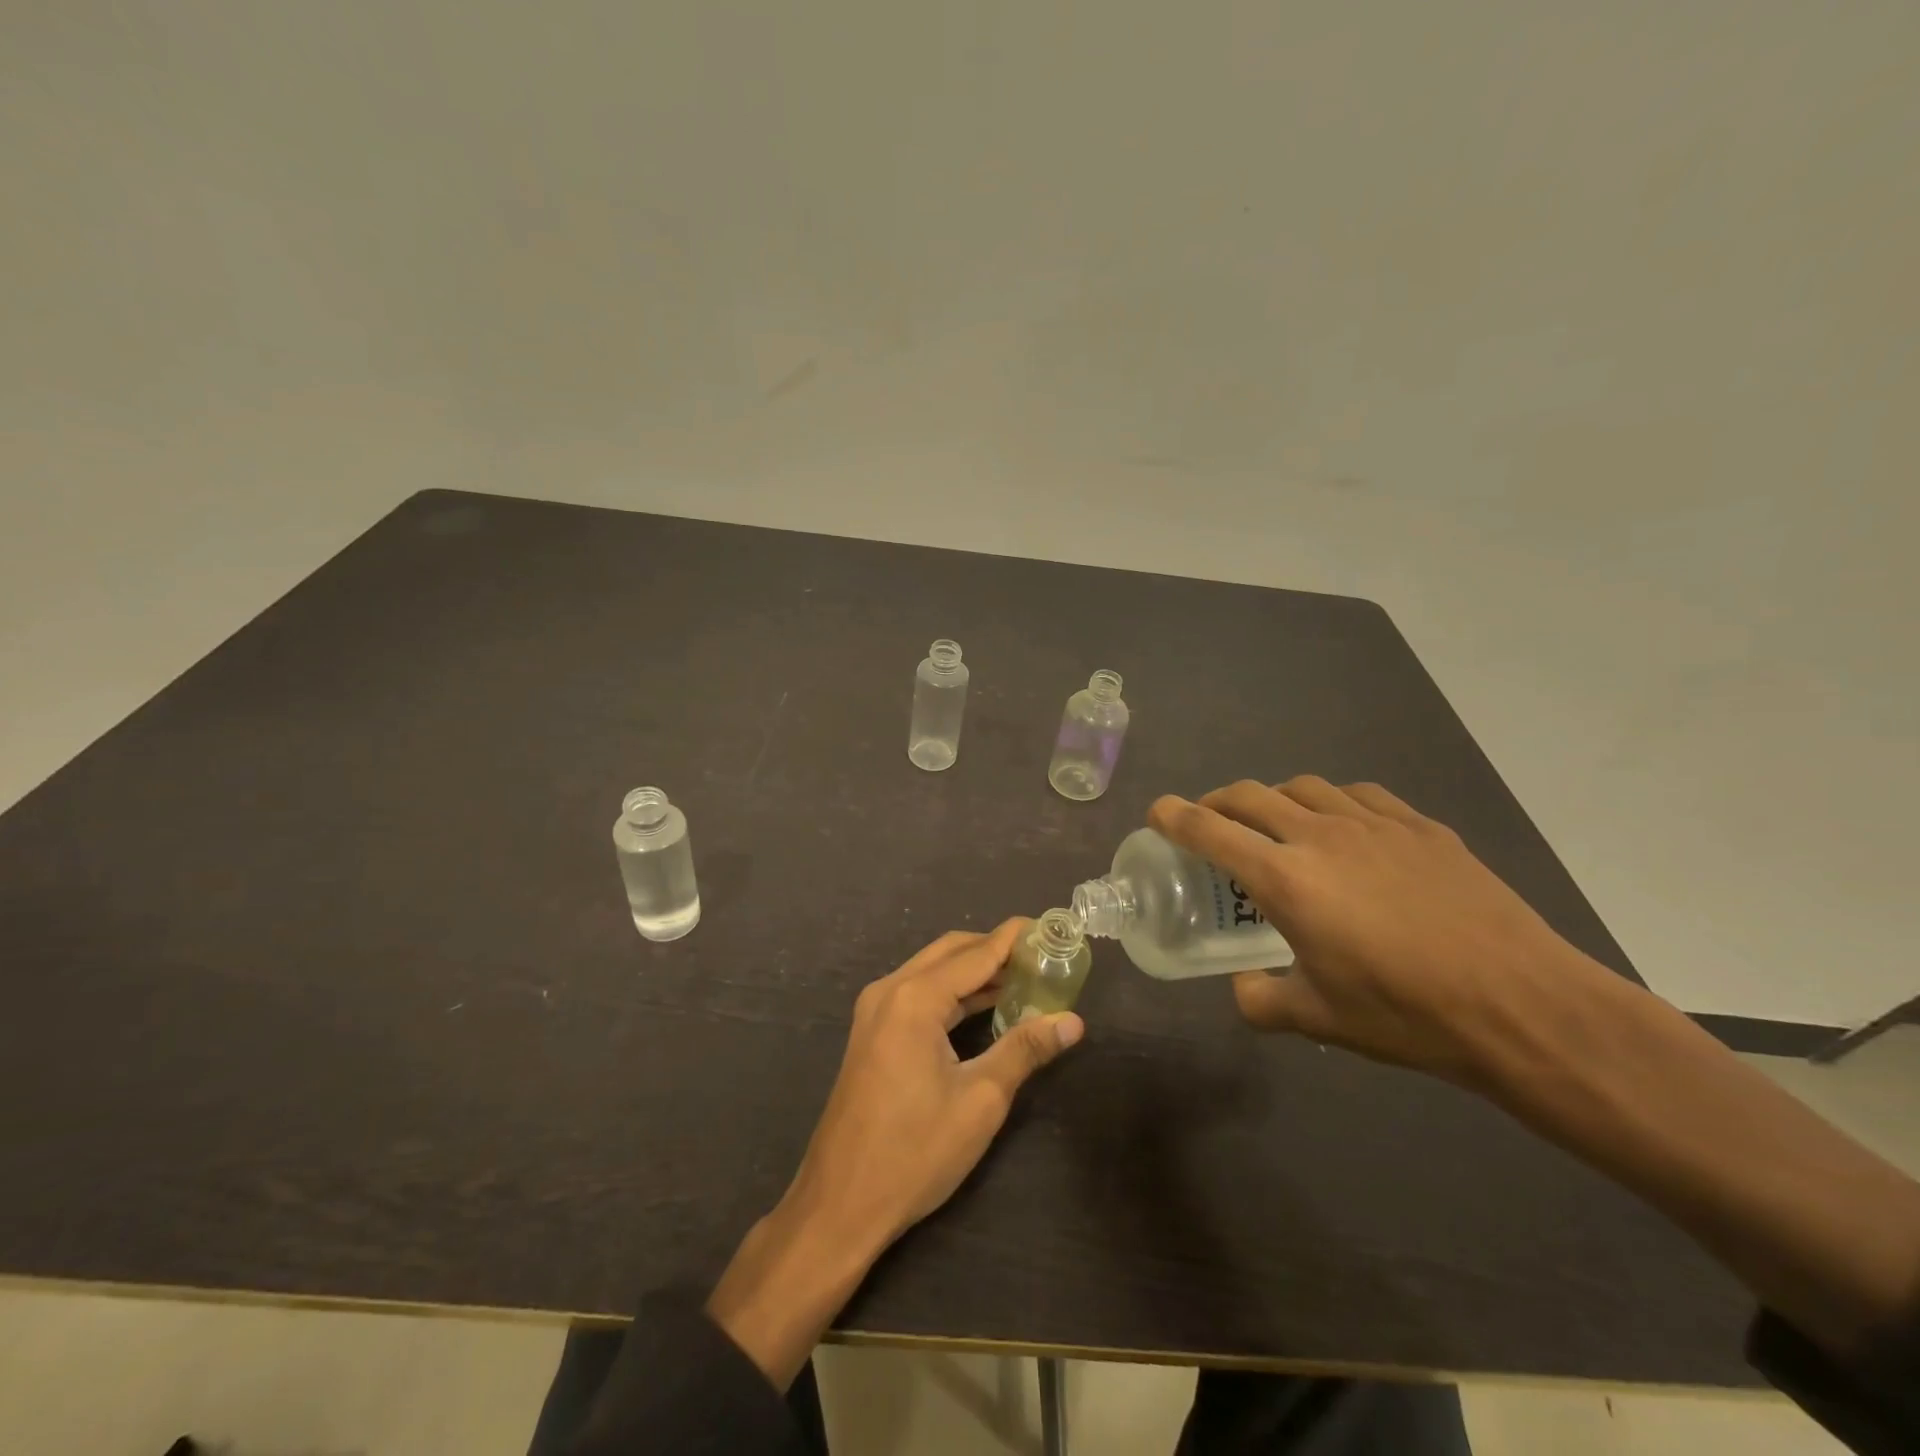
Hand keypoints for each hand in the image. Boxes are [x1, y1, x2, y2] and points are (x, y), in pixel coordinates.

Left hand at [707, 920, 1082, 1385]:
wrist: (839, 1204)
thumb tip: (1072, 1021)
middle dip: (995, 949)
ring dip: (974, 970)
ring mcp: (875, 1010)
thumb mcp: (981, 1101)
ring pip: (933, 971)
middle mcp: (890, 990)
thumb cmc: (914, 1152)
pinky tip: (985, 1006)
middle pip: (951, 951)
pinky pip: (918, 993)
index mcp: (915, 998)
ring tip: (1024, 978)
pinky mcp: (871, 1032)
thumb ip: (1025, 1050)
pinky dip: (953, 992)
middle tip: (1041, 956)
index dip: (1014, 938)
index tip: (1049, 926)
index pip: (976, 953)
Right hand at [1151, 776, 1613, 1088]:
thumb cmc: (1406, 1014)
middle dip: (1216, 802)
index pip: (1209, 830)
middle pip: (1249, 796)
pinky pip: (1358, 795)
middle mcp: (1320, 837)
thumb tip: (1242, 988)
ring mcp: (1374, 825)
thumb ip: (1262, 1000)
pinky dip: (1332, 802)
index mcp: (1286, 880)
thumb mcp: (1319, 1019)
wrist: (1522, 1005)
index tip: (1157, 812)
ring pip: (1302, 787)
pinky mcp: (1420, 827)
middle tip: (1209, 822)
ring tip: (1277, 825)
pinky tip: (1344, 827)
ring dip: (1274, 799)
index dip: (1173, 816)